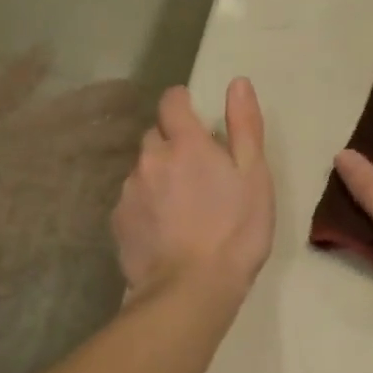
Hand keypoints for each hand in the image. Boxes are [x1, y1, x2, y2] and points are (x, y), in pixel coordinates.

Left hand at [113, 78, 274, 303]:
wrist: (191, 289)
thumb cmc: (236, 229)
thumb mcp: (254, 175)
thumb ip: (245, 126)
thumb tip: (237, 83)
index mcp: (185, 143)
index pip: (172, 102)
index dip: (182, 103)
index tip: (195, 116)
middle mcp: (150, 159)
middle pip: (155, 135)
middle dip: (172, 143)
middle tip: (198, 170)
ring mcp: (129, 190)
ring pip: (142, 169)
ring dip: (159, 175)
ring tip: (182, 206)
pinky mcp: (118, 221)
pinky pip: (132, 199)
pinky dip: (147, 204)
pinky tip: (165, 228)